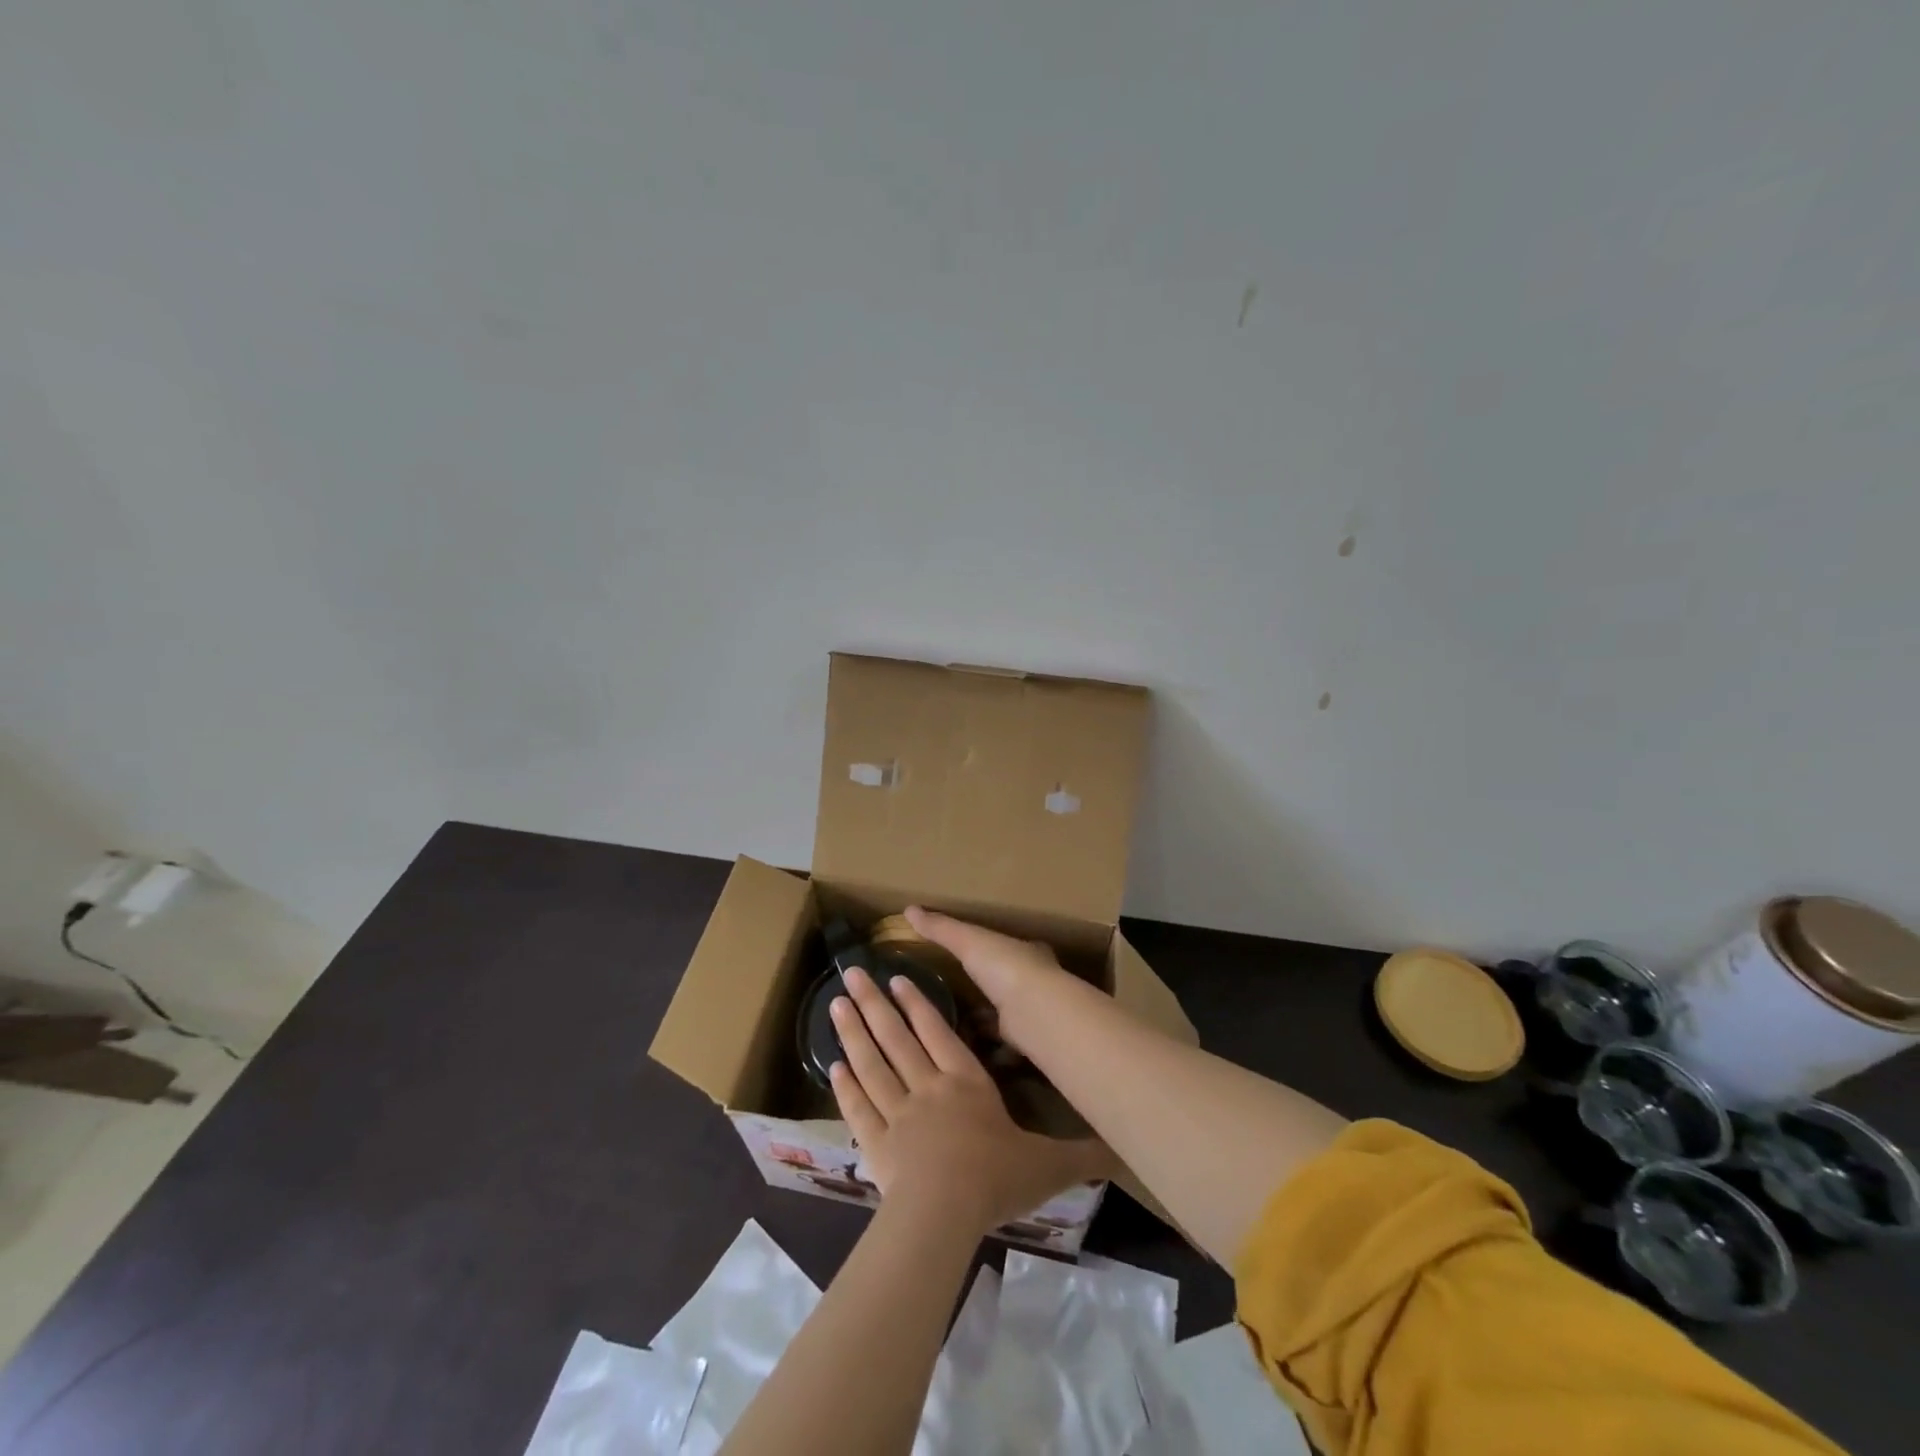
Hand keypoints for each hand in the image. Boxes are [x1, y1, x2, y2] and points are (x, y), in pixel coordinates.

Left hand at [828, 964, 1112, 1233]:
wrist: (944, 1215)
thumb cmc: (995, 1180)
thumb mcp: (1048, 1165)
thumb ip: (1083, 1153)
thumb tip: (1124, 1147)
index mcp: (966, 1084)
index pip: (939, 1033)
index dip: (919, 1004)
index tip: (899, 978)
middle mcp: (927, 1088)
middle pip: (896, 1037)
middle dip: (875, 1002)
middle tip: (852, 972)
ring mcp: (896, 1114)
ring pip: (871, 1063)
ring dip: (853, 1031)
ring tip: (837, 1003)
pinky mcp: (875, 1144)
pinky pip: (857, 1107)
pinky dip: (845, 1084)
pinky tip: (833, 1063)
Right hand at [902, 906, 1068, 1049]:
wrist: (1035, 1013)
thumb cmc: (1005, 967)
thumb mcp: (968, 941)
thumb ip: (941, 928)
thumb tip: (909, 909)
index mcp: (1026, 952)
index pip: (1007, 946)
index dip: (990, 949)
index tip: (969, 954)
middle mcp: (1034, 980)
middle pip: (1007, 979)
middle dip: (987, 985)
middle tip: (956, 992)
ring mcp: (1033, 1011)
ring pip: (1007, 1011)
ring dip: (986, 1017)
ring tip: (954, 1023)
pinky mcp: (1026, 1040)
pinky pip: (1003, 1042)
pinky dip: (987, 1046)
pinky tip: (967, 1051)